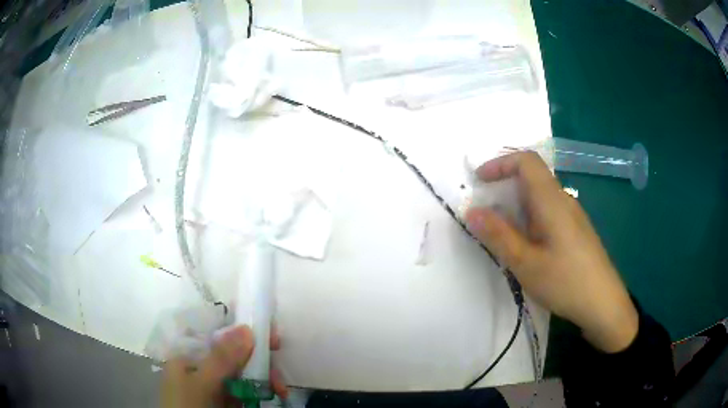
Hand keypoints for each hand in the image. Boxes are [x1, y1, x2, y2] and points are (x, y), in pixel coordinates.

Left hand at [161, 325, 287, 406]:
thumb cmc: (188, 406)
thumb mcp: (202, 382)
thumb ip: (222, 358)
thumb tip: (247, 328)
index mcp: (189, 357)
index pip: (217, 336)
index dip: (243, 332)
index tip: (269, 334)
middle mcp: (202, 369)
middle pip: (234, 355)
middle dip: (260, 360)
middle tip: (279, 366)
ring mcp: (215, 387)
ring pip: (244, 374)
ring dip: (265, 378)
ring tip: (281, 389)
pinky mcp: (227, 402)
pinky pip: (247, 391)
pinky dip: (261, 391)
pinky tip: (274, 393)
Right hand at [465, 152, 637, 352]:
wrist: (603, 304)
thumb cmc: (566, 282)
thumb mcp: (526, 263)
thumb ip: (498, 235)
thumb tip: (471, 210)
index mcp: (552, 200)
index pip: (527, 161)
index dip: (500, 163)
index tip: (479, 182)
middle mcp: (563, 200)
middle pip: (532, 177)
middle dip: (504, 187)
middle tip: (485, 214)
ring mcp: (572, 215)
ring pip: (540, 197)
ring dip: (516, 206)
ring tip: (503, 235)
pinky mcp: (576, 230)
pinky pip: (548, 212)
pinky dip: (529, 219)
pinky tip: (527, 247)